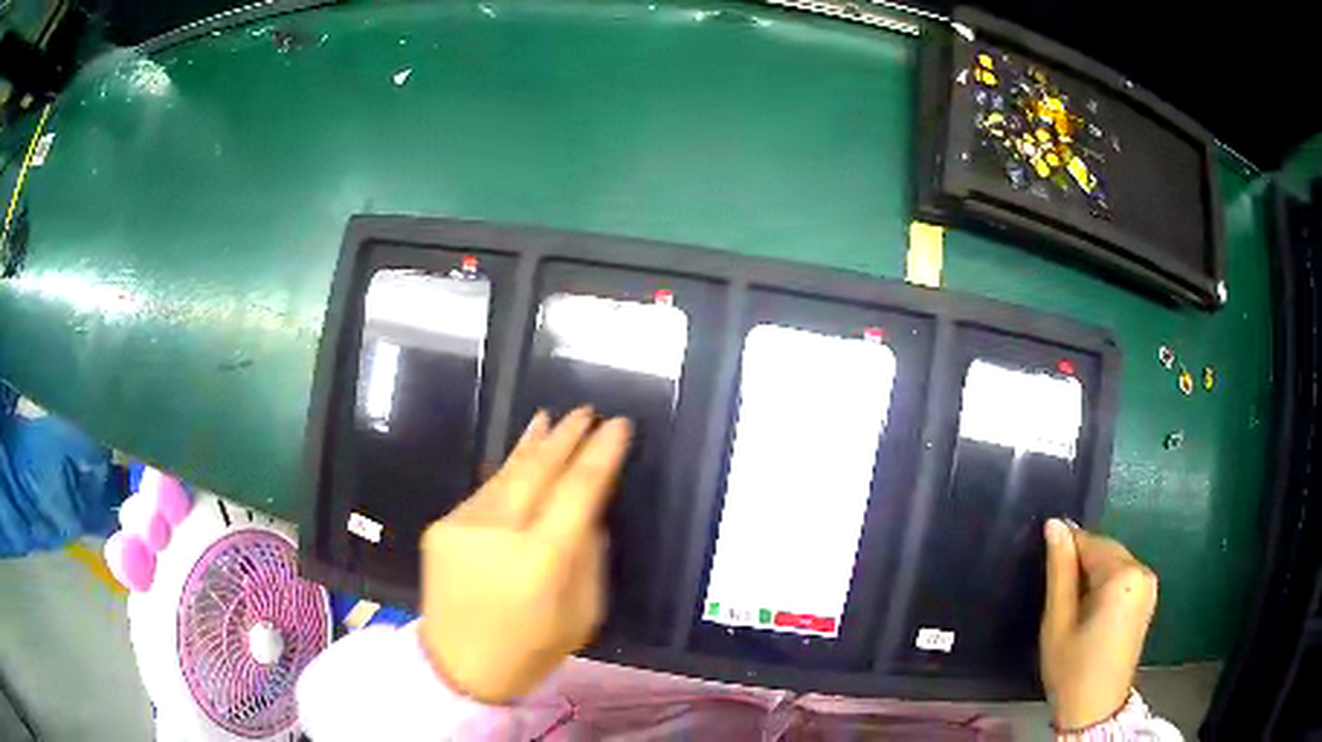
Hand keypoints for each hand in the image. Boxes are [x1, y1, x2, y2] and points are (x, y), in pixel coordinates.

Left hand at [418, 408, 632, 704]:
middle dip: (564, 437)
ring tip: (549, 420)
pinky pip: (484, 492)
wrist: (457, 667)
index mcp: (543, 560)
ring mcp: (464, 525)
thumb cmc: (530, 650)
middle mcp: (500, 532)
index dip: (600, 454)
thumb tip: (586, 512)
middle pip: (537, 470)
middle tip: (585, 411)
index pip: (578, 491)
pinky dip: (506, 473)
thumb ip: (589, 558)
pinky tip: (519, 458)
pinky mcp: (442, 527)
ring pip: (506, 473)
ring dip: (531, 446)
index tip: (618, 426)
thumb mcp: (583, 615)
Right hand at [1040, 519, 1158, 729]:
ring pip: (1114, 562)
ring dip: (1092, 574)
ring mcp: (1149, 585)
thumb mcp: (1057, 622)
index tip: (1046, 567)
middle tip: (1056, 593)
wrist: (1094, 711)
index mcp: (1123, 576)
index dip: (1066, 550)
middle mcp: (1142, 572)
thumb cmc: (1072, 669)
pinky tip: (1090, 610)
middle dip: (1081, 563)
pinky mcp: (1148, 598)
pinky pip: (1123, 576)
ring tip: (1071, 606)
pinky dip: (1105, 584)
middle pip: (1106, 550)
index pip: (1091, 542)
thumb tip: (1054, 524)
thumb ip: (1059, 571)